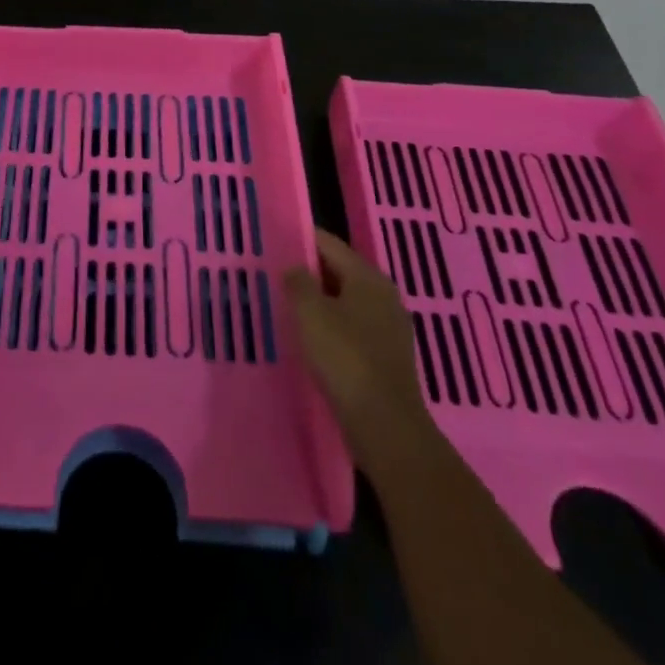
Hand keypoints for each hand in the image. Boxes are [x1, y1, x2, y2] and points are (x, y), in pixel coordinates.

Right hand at [283, 229, 435, 467]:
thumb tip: (295, 268)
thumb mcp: (310, 313)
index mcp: (368, 277)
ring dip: (321, 301)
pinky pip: (354, 327)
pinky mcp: (388, 356)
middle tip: (276, 274)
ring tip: (289, 306)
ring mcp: (390, 327)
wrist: (385, 425)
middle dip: (310, 272)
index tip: (275, 240)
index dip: (301, 239)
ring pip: (347, 301)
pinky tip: (313, 339)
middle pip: (341, 271)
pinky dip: (333, 326)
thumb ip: (298, 282)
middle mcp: (384, 295)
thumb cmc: (345, 358)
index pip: (330, 244)